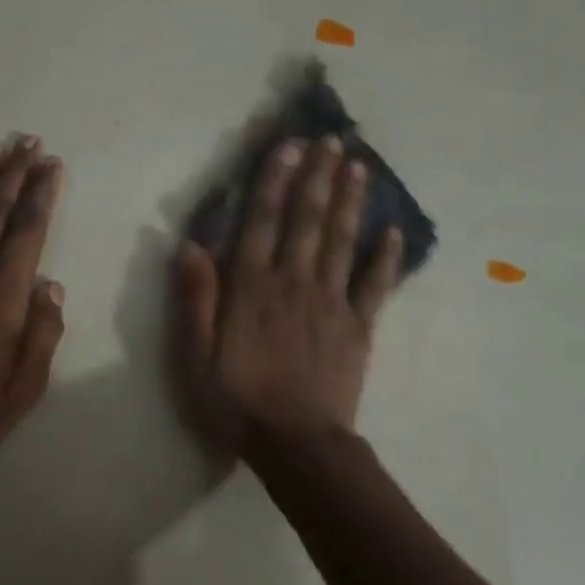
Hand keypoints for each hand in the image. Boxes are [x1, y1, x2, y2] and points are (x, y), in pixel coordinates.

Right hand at [172, 135, 401, 458]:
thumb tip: (190, 245)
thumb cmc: (236, 401)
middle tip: (332, 140)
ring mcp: (331, 303)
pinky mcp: (359, 327)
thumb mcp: (195, 356)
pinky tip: (394, 232)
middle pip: (307, 220)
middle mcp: (294, 283)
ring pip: (342, 241)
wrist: (296, 444)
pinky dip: (386, 258)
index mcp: (252, 288)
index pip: (262, 222)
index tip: (289, 146)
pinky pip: (376, 286)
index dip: (274, 181)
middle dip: (318, 177)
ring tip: (359, 166)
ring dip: (350, 202)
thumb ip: (195, 299)